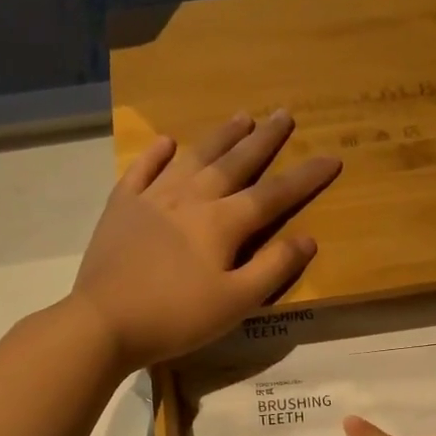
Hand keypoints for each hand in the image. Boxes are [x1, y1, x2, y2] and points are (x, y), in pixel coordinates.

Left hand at [72, 111, 340, 369]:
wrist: (104, 321)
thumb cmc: (176, 318)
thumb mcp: (236, 303)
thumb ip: (273, 269)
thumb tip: (307, 238)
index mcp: (222, 223)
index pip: (273, 194)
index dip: (305, 177)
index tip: (331, 157)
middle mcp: (191, 199)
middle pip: (235, 163)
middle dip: (264, 139)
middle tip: (283, 114)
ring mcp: (153, 198)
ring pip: (194, 158)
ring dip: (220, 137)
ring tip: (241, 117)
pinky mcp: (121, 207)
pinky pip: (142, 170)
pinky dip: (156, 154)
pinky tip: (167, 142)